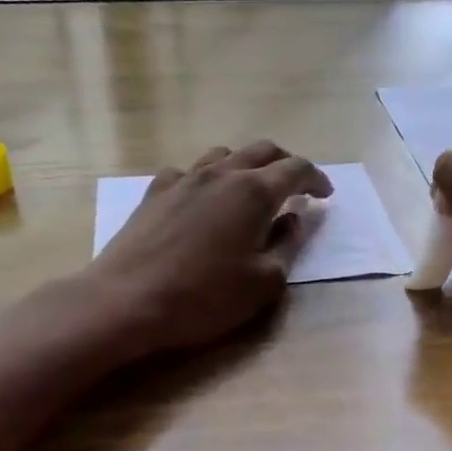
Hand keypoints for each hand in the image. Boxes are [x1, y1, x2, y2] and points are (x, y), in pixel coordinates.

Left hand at [85, 141, 332, 353]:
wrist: (126, 300)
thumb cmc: (204, 297)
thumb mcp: (264, 281)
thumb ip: (287, 245)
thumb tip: (295, 217)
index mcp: (253, 192)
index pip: (296, 168)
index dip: (316, 178)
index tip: (325, 195)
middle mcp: (220, 174)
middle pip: (262, 150)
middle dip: (285, 164)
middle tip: (296, 187)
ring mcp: (183, 179)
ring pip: (223, 155)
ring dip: (245, 166)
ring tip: (250, 190)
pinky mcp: (154, 192)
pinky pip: (187, 172)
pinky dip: (205, 179)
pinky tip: (201, 201)